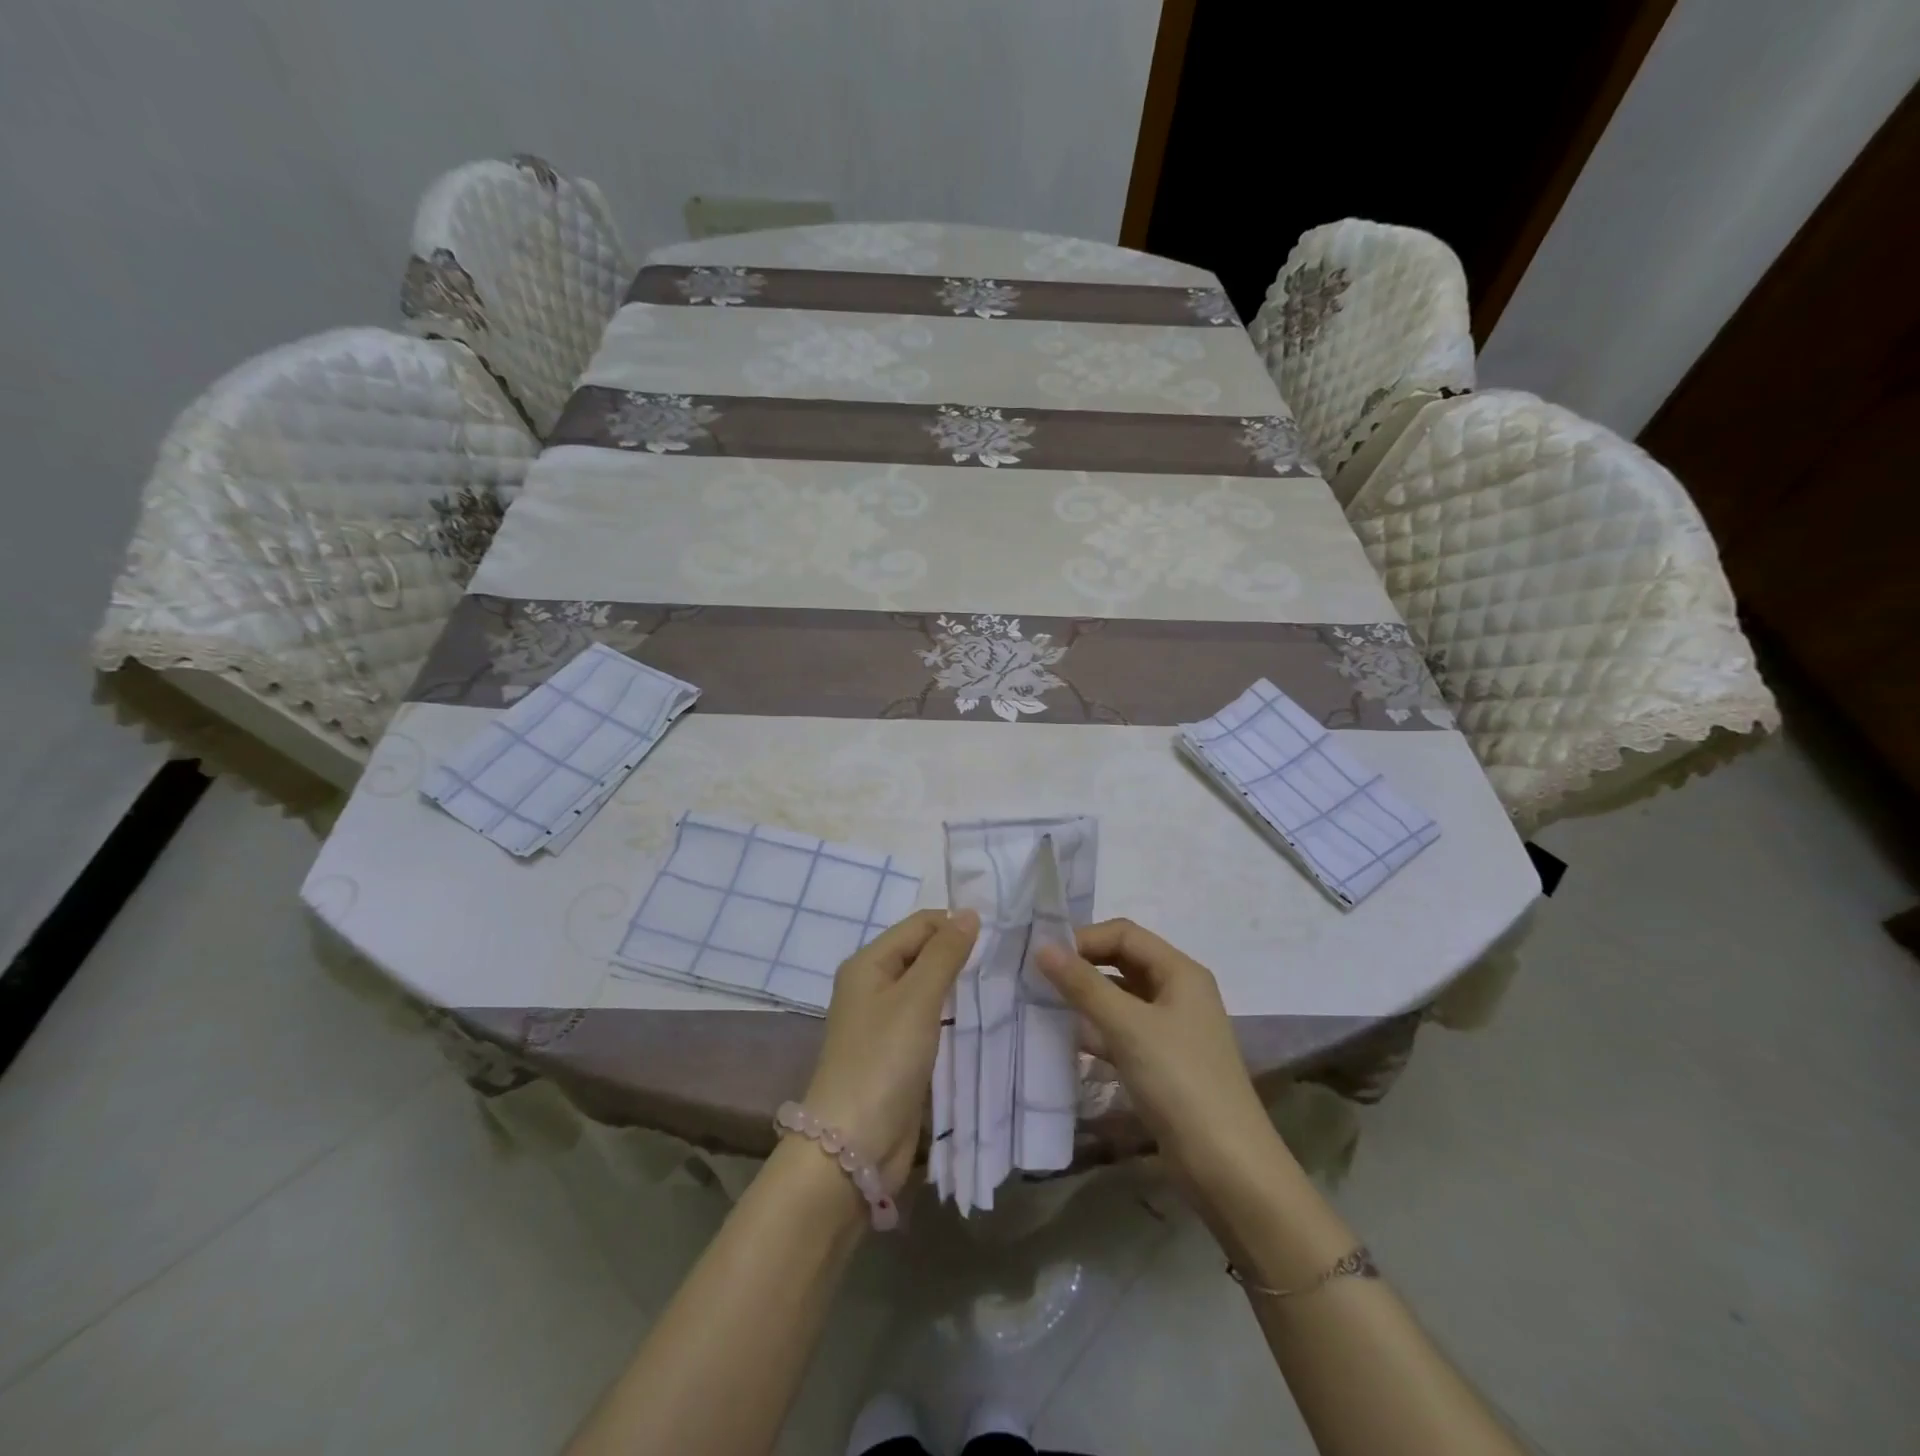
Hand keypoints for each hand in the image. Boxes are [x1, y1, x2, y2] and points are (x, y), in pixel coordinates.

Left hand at [801, 908, 979, 1189]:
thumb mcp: (917, 998)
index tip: (1001, 935)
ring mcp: (883, 1022)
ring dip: (958, 986)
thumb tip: (969, 912)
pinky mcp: (896, 1054)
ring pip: (927, 988)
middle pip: (922, 954)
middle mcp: (872, 985)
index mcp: (869, 963)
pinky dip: (951, 1015)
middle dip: (959, 954)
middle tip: (1007, 959)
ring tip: (1002, 984)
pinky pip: (928, 1020)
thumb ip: (944, 954)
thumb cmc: (883, 1060)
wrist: (853, 1146)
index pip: (920, 925)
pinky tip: (980, 1019)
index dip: (955, 924)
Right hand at [1037, 919, 1286, 1209]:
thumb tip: (1042, 947)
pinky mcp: (1162, 1062)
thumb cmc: (1180, 1082)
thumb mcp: (1128, 1027)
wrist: (1228, 1167)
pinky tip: (1066, 1040)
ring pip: (1120, 998)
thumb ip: (1083, 985)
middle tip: (1038, 978)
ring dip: (1086, 998)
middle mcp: (1178, 992)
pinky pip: (1122, 1031)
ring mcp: (1171, 1029)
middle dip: (1082, 966)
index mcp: (1180, 972)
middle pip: (1122, 962)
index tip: (1044, 957)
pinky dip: (1096, 1030)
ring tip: (1043, 1005)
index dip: (1085, 939)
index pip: (1125, 934)